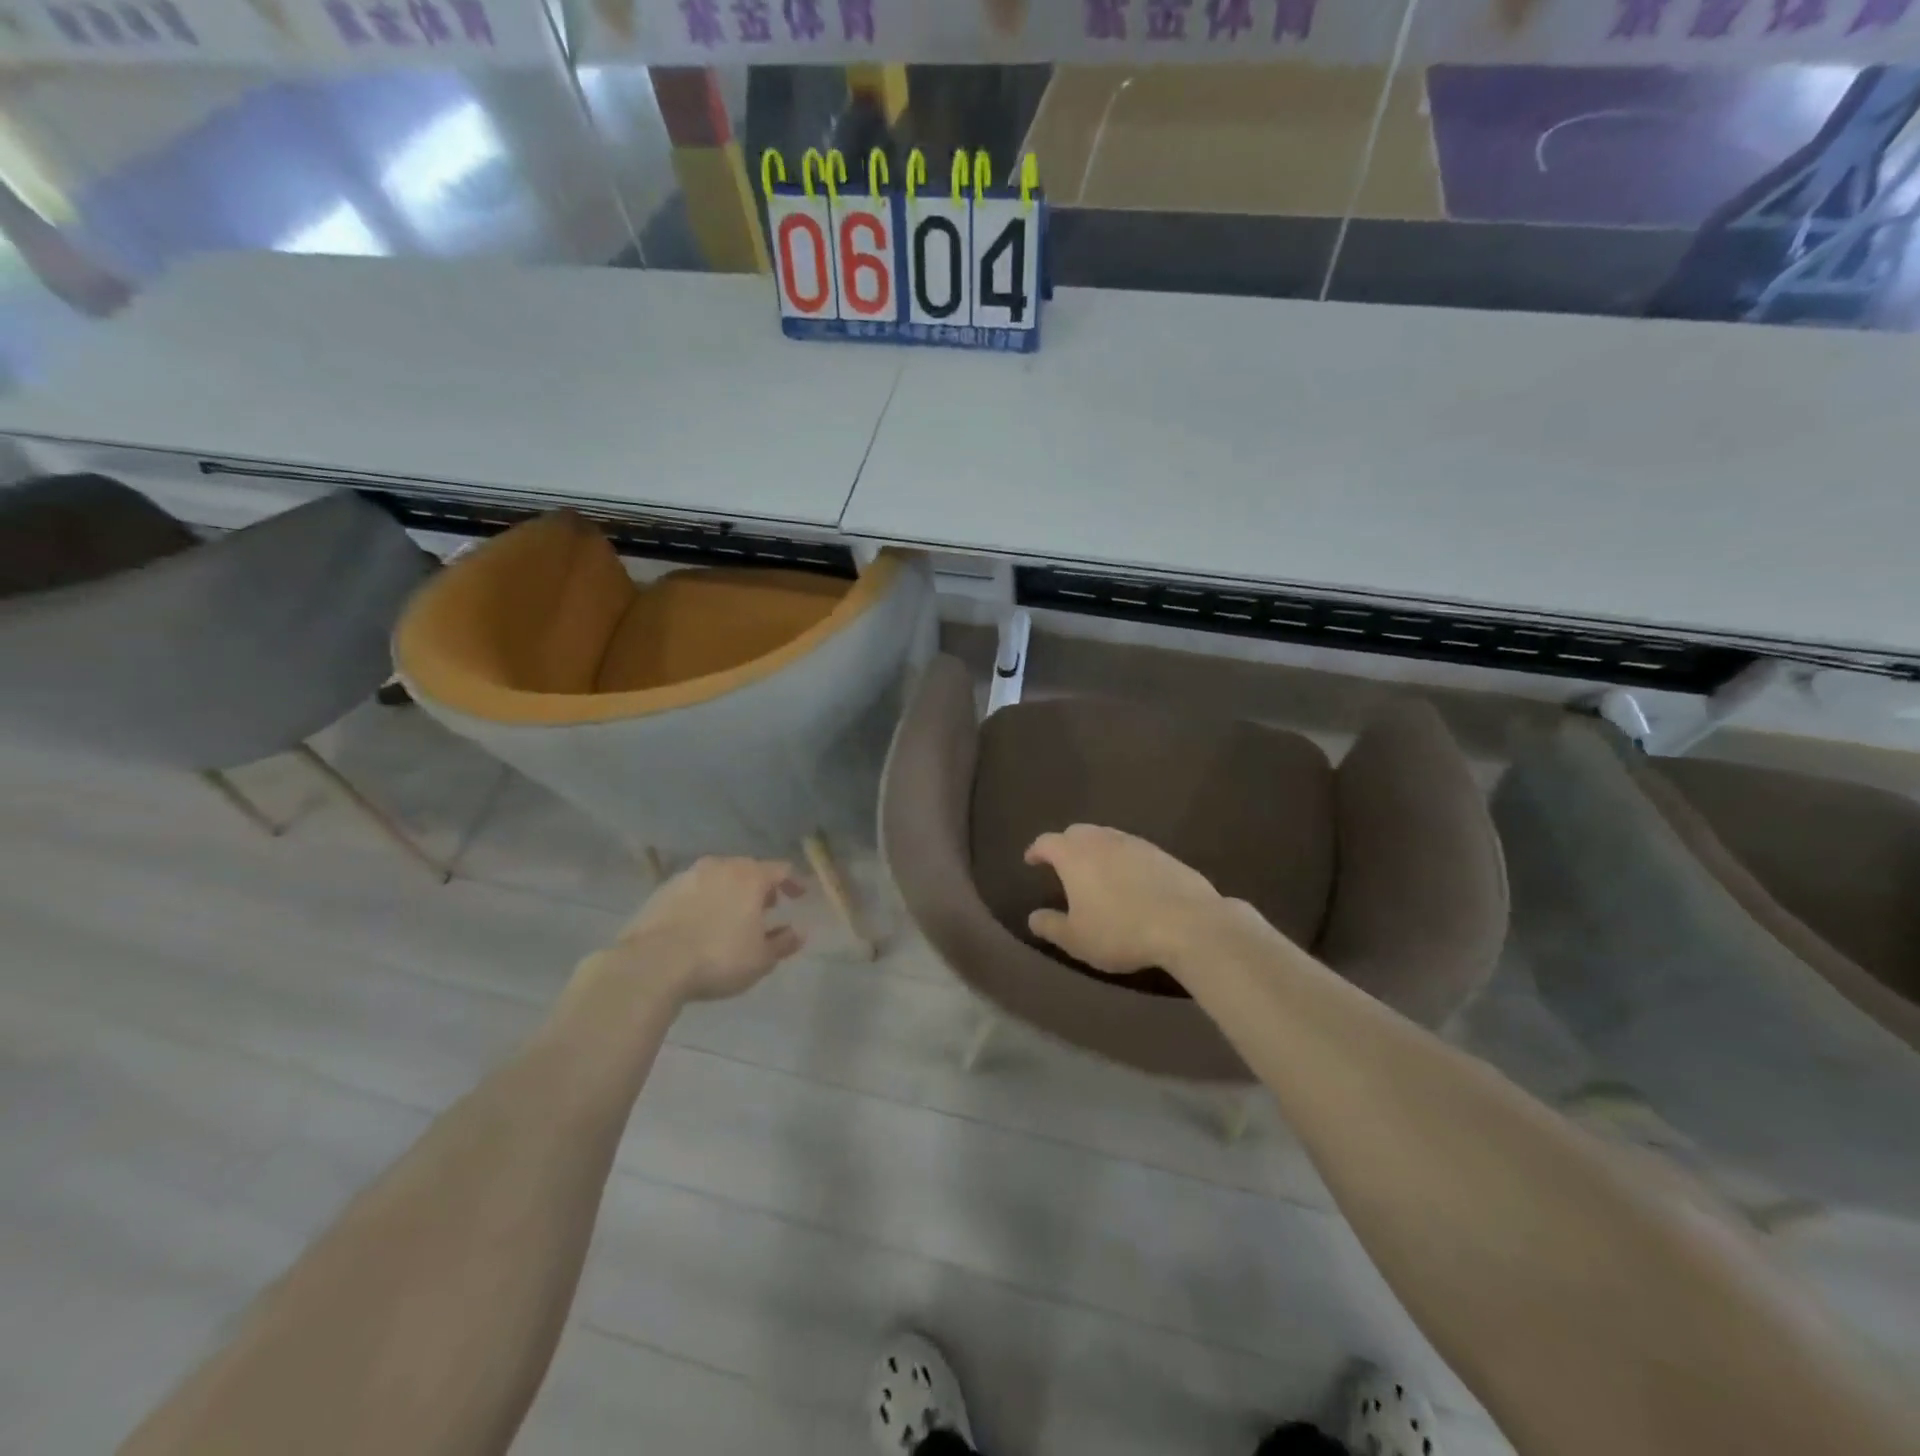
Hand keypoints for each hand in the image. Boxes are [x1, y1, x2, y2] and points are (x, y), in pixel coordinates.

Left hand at [603, 857, 805, 1002]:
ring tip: (732, 915)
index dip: (793, 882)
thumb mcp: (761, 959)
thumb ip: (783, 943)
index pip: (781, 870)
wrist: (652, 964)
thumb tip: (798, 933)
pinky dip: (704, 900)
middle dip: (760, 886)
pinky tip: (701, 922)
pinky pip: (694, 890)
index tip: (798, 897)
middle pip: (748, 869)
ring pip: (719, 877)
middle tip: (766, 907)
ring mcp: (688, 876)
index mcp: (750, 877)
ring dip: (730, 891)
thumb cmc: (718, 958)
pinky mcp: (662, 890)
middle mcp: (721, 866)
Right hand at [1024, 825, 1222, 975]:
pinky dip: (1123, 859)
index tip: (1031, 861)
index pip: (1047, 842)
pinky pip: (1133, 850)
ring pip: (1107, 837)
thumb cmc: (1121, 931)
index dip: (1036, 850)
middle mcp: (1102, 840)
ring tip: (1096, 872)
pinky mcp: (1163, 854)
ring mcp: (1135, 843)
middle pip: (1077, 832)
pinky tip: (1130, 881)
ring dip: (1096, 850)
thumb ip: (1051, 926)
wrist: (1187, 924)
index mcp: (1075, 855)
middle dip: (1066, 845)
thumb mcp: (1077, 939)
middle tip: (1062, 865)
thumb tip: (1033, 917)